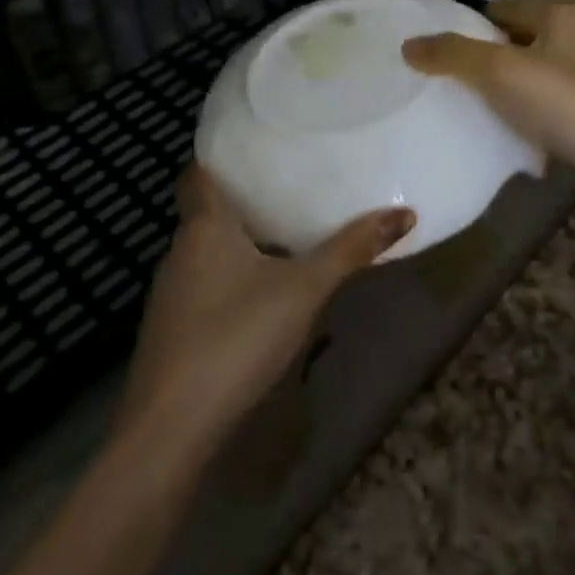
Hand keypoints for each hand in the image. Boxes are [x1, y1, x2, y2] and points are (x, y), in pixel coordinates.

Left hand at [118, 165, 413, 451]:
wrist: (171, 430)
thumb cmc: (236, 337)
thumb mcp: (304, 290)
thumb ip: (351, 251)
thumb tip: (404, 214)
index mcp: (204, 227)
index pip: (197, 172)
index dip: (220, 155)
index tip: (255, 145)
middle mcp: (179, 252)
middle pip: (207, 212)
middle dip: (243, 201)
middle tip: (288, 188)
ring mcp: (170, 294)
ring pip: (206, 252)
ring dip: (238, 243)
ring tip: (283, 235)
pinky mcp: (171, 331)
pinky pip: (204, 287)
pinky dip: (230, 279)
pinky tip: (259, 296)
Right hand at [401, 0, 574, 172]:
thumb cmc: (564, 102)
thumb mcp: (500, 72)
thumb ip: (453, 54)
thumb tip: (408, 45)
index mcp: (560, 15)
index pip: (500, 10)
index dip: (468, 27)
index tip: (439, 51)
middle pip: (515, 41)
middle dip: (486, 58)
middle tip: (449, 82)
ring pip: (531, 72)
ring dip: (506, 87)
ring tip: (472, 108)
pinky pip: (547, 100)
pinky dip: (526, 109)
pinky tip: (508, 130)